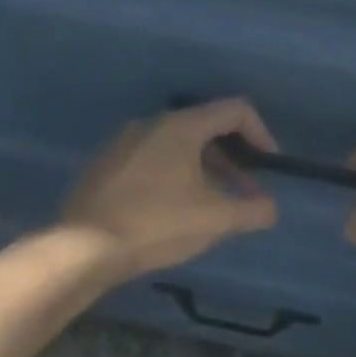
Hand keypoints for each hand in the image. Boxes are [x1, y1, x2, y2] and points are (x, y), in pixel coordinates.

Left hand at [58, 98, 279, 278]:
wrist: (86, 246)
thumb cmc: (157, 224)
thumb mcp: (215, 219)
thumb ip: (251, 211)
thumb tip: (269, 209)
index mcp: (179, 126)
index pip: (233, 110)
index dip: (261, 134)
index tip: (269, 166)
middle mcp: (148, 125)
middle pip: (203, 131)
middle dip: (231, 162)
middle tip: (244, 196)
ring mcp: (120, 146)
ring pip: (174, 151)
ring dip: (202, 174)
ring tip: (210, 210)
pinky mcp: (103, 170)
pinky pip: (148, 165)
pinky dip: (171, 180)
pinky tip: (171, 214)